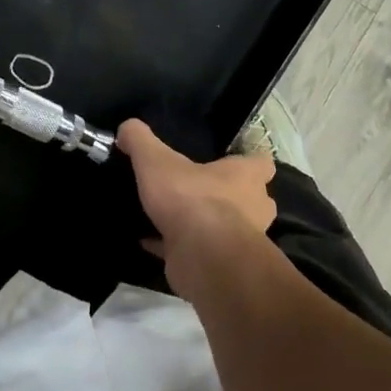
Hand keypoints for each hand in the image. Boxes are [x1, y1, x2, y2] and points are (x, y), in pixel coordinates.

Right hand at [118, 119, 278, 300]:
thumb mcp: (156, 161)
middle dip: (229, 197)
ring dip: (206, 224)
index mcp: (247, 176)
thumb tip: (127, 126)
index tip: (228, 162)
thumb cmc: (190, 198)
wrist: (200, 256)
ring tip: (175, 216)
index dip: (248, 163)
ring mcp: (240, 240)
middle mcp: (253, 207)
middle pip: (251, 199)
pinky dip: (175, 246)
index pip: (262, 164)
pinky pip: (197, 251)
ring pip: (226, 228)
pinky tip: (149, 241)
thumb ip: (141, 141)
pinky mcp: (219, 263)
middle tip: (199, 190)